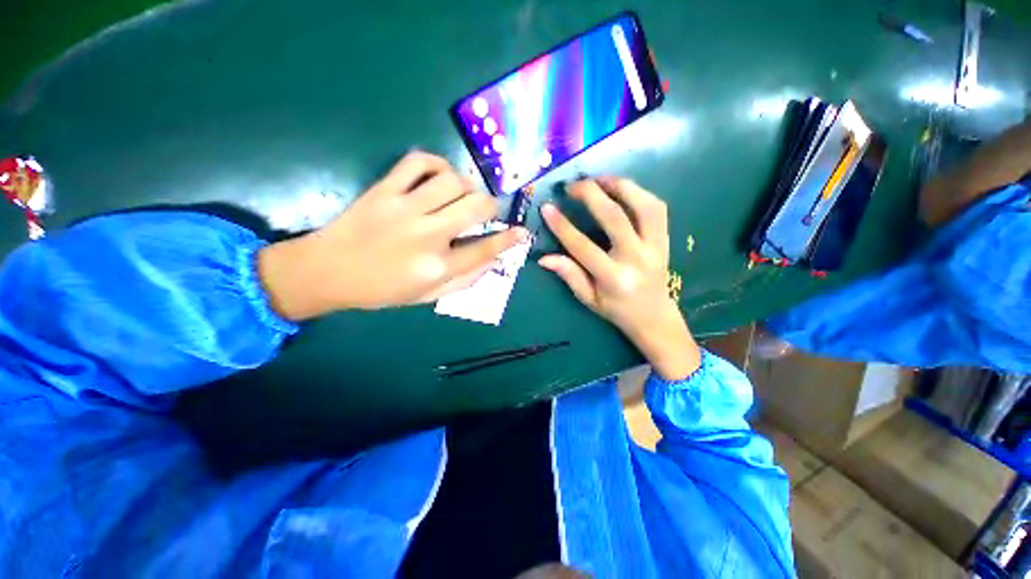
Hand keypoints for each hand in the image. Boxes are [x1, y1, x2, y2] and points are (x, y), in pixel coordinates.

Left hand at [258, 151, 527, 319]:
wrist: (327, 271)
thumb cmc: (381, 290)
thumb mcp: (427, 296)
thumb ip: (464, 280)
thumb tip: (491, 260)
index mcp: (437, 267)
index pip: (485, 249)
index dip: (509, 239)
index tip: (522, 232)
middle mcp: (427, 235)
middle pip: (476, 207)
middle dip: (491, 206)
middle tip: (488, 210)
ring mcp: (405, 208)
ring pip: (453, 181)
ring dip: (467, 186)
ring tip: (462, 195)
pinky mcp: (385, 189)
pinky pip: (418, 162)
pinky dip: (437, 163)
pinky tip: (439, 176)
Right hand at [539, 178, 699, 379]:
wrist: (655, 316)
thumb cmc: (617, 310)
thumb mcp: (589, 298)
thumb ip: (569, 275)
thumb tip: (544, 258)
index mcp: (614, 278)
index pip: (583, 247)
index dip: (562, 226)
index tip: (547, 208)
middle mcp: (637, 258)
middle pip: (615, 217)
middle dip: (591, 194)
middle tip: (573, 186)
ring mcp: (656, 246)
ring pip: (643, 205)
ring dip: (620, 186)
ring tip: (599, 180)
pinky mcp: (665, 239)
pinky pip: (657, 208)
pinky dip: (639, 193)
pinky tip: (622, 190)